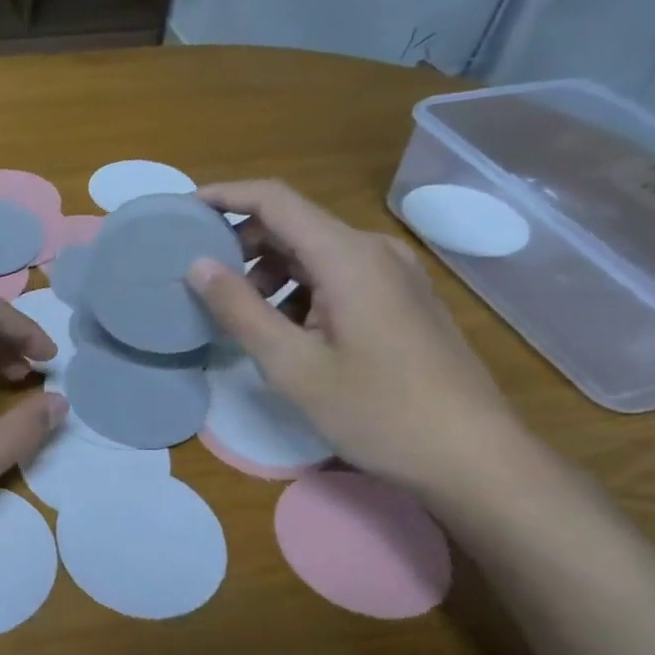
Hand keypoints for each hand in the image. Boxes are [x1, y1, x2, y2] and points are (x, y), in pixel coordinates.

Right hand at [187, 179, 529, 493]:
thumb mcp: (293, 366)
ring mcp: (394, 275)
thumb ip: (240, 310)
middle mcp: (374, 251)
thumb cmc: (378, 411)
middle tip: (206, 284)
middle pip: (294, 224)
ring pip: (314, 253)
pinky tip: (289, 335)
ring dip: (271, 274)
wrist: (473, 457)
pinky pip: (338, 276)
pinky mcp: (402, 299)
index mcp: (348, 256)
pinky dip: (300, 291)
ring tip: (246, 320)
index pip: (274, 200)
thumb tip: (197, 265)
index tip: (182, 212)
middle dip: (243, 245)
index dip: (224, 197)